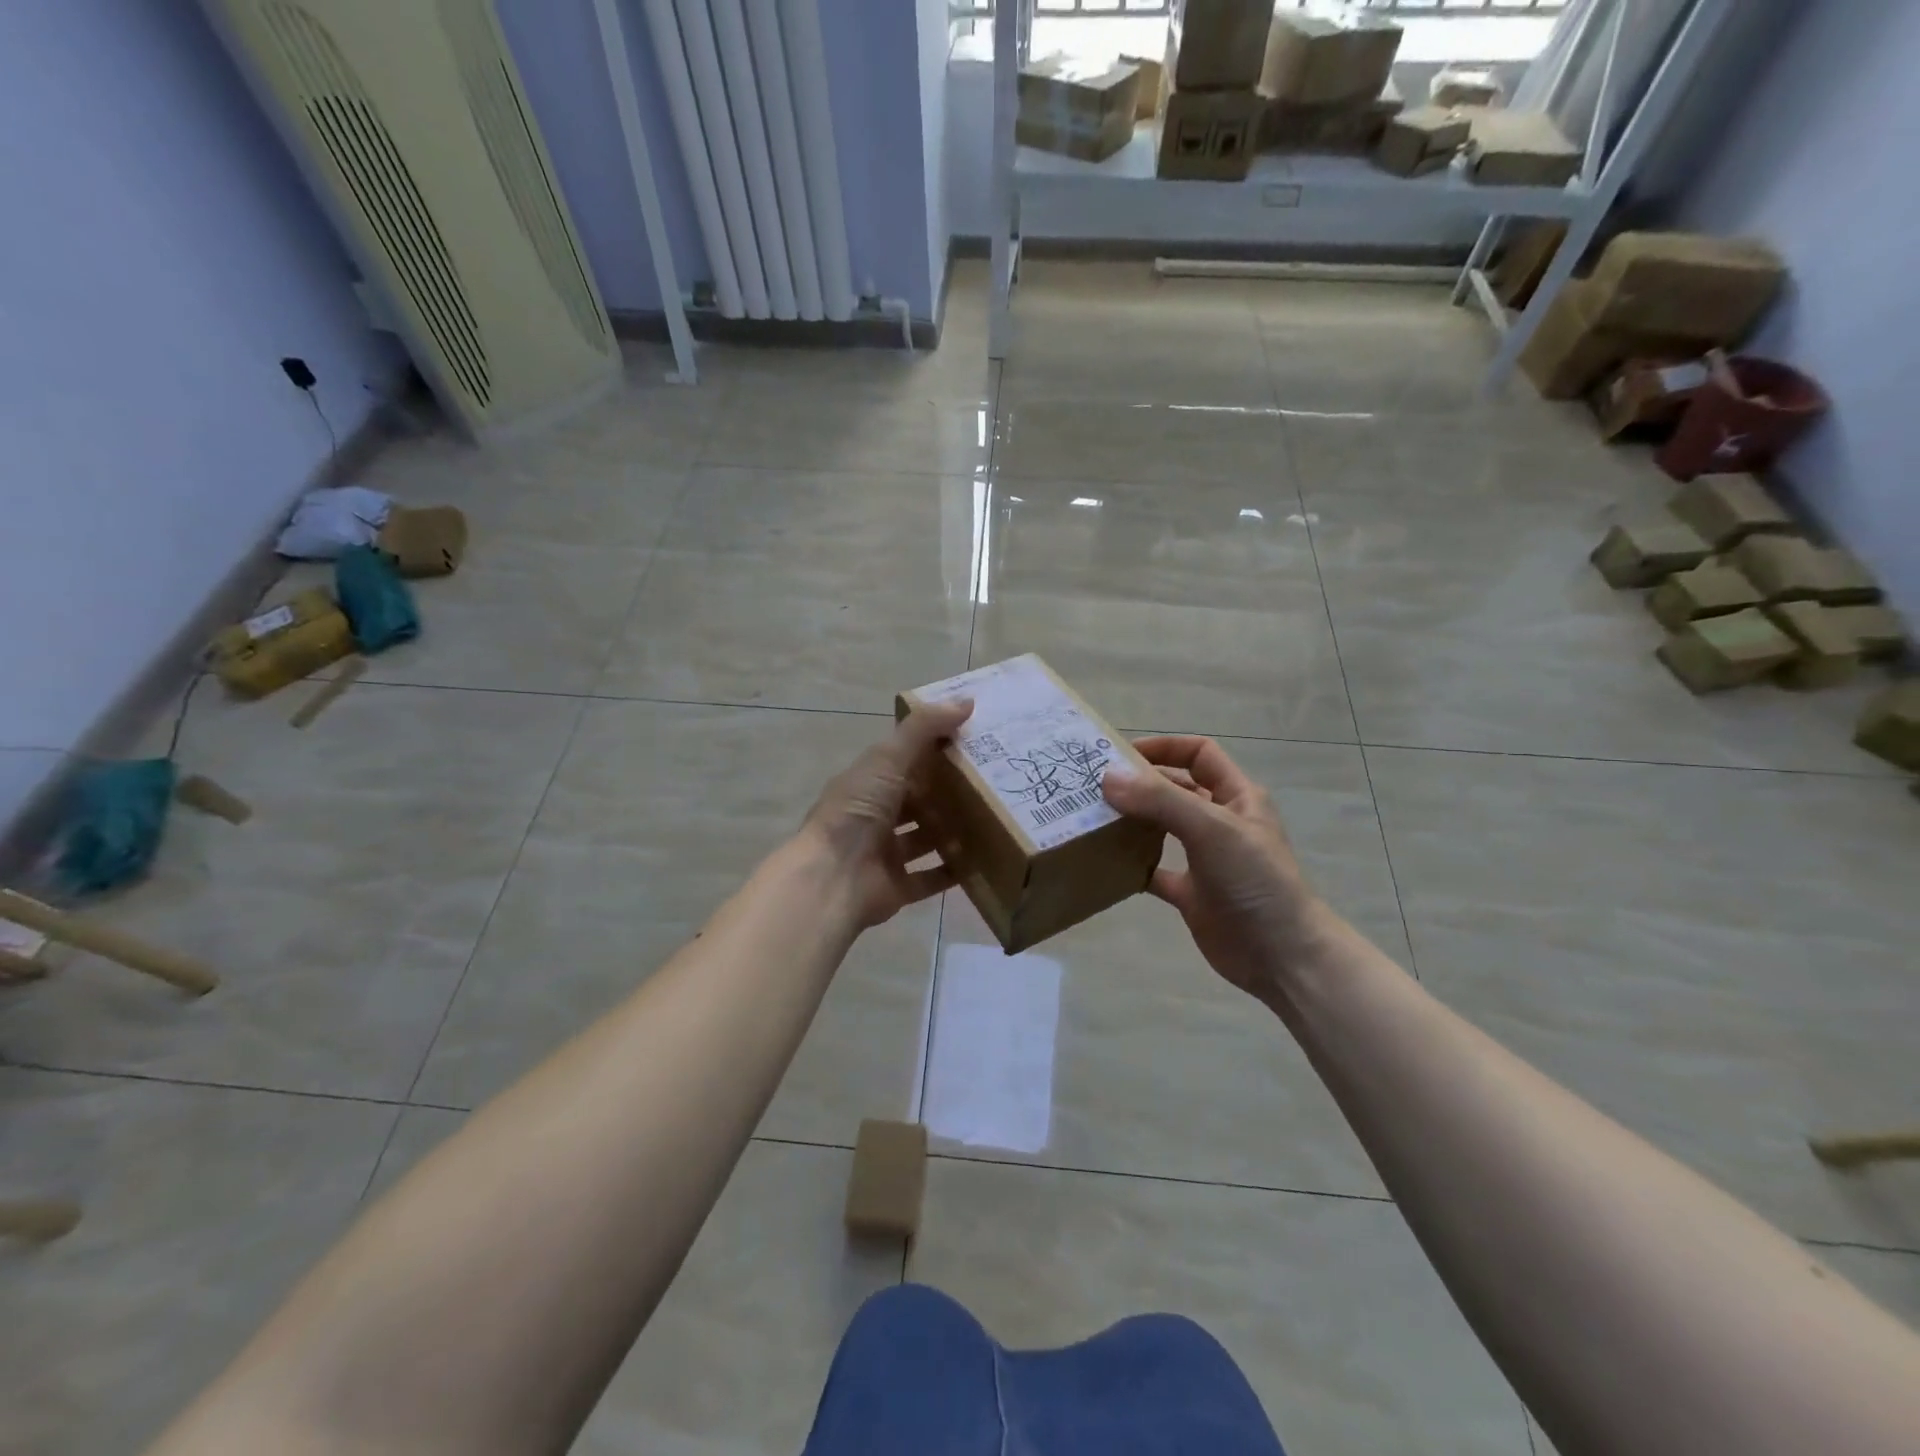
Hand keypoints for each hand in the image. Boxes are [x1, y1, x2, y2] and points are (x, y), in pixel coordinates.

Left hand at [797, 699, 972, 930]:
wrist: (832, 878)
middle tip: (992, 782)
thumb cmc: (857, 811)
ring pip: (924, 838)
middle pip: (916, 800)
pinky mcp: (896, 887)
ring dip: (952, 832)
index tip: (973, 742)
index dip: (934, 751)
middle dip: (947, 793)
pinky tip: (981, 862)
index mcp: (867, 783)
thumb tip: (966, 701)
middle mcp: (874, 816)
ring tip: (991, 820)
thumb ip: (924, 729)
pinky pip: (929, 878)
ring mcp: (884, 853)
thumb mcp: (888, 759)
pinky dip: (952, 871)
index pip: (904, 761)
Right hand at [1103, 736, 1336, 1002]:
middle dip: (1140, 784)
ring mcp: (1206, 859)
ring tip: (1093, 818)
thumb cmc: (1254, 880)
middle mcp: (1220, 822)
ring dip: (1133, 822)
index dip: (1164, 747)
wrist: (1282, 955)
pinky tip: (1107, 863)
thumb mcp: (1211, 828)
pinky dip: (1134, 866)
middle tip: (1095, 786)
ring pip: (1162, 829)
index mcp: (1237, 796)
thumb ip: (1160, 800)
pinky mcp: (1192, 894)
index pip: (1199, 754)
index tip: (1120, 753)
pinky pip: (1155, 872)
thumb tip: (1108, 777)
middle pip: (1175, 789)